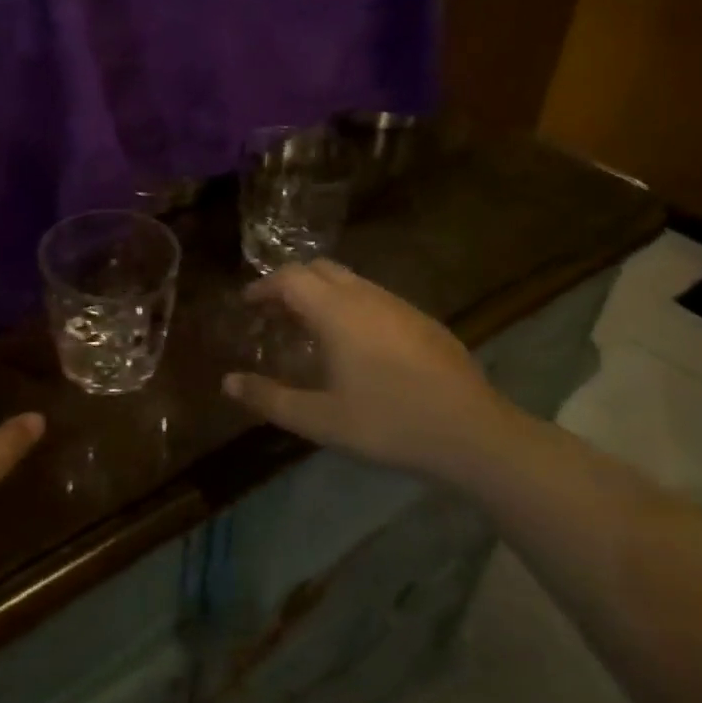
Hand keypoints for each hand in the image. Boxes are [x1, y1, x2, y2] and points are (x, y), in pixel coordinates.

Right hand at [222, 259, 523, 481]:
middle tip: (275, 314)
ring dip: (323, 294)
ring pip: (351, 281)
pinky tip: (358, 346)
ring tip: (311, 330)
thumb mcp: (320, 420)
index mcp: (336, 312)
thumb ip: (270, 398)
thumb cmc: (388, 423)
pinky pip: (375, 298)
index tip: (248, 305)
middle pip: (320, 269)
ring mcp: (399, 305)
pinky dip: (351, 306)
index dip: (264, 286)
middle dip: (291, 283)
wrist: (473, 434)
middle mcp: (366, 297)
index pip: (290, 278)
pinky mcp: (424, 321)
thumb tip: (228, 383)